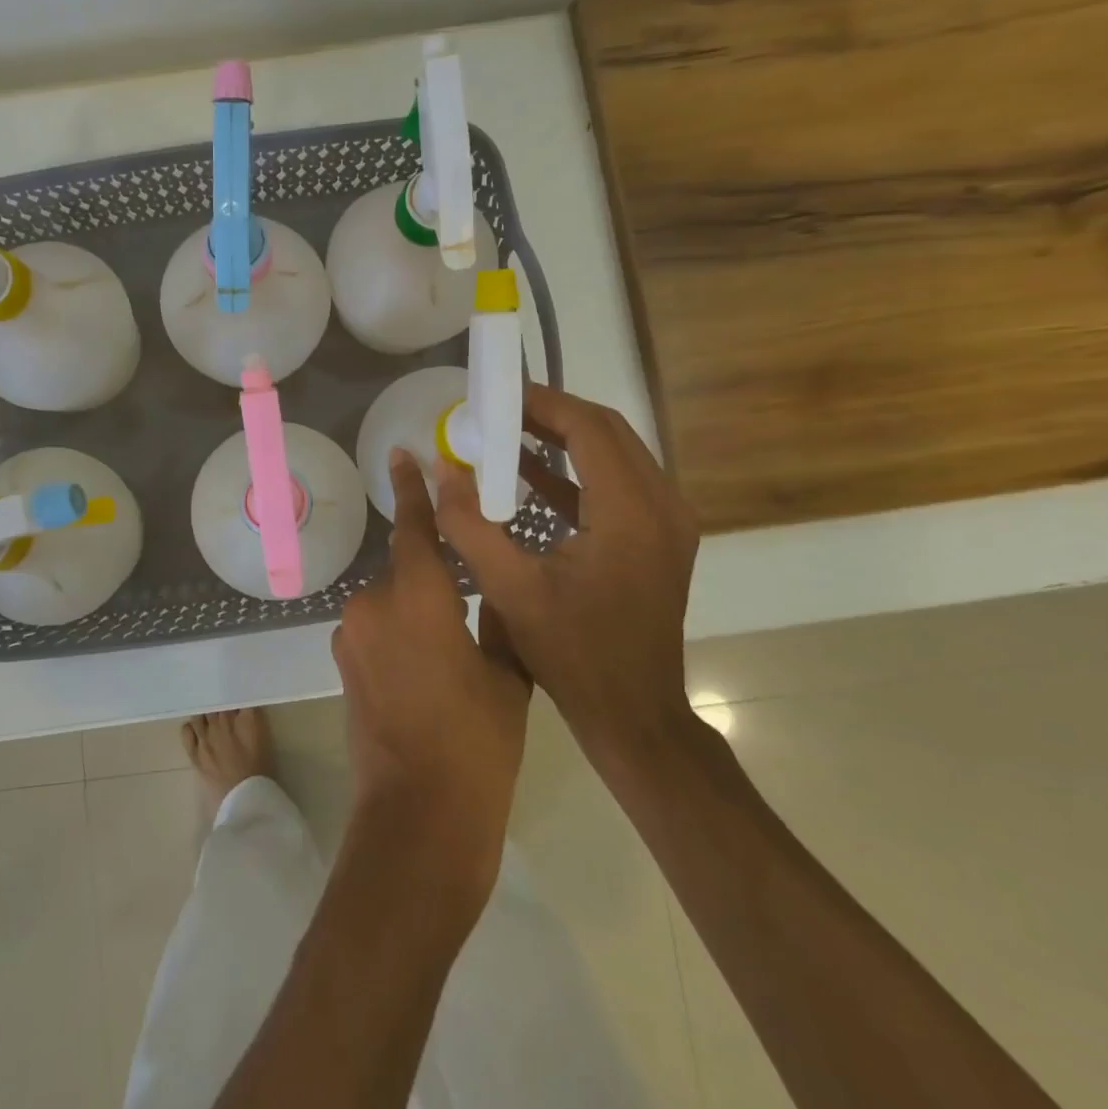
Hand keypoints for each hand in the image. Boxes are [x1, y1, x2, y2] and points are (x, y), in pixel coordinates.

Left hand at [331, 450, 530, 914]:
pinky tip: (424, 672)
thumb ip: (497, 618)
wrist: (418, 816)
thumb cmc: (477, 744)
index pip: (414, 527)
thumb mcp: (507, 675)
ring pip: (391, 602)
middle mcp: (373, 604)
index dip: (412, 489)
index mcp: (418, 597)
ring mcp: (351, 636)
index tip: (401, 454)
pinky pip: (377, 630)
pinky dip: (399, 635)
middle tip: (468, 609)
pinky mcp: (343, 664)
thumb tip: (492, 590)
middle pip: (405, 569)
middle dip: (433, 579)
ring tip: (449, 653)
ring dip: (416, 611)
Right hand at [431, 385, 699, 778]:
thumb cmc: (573, 654)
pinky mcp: (659, 539)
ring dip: (565, 439)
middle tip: (498, 410)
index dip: (542, 404)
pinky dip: (576, 472)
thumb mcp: (510, 589)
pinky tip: (530, 475)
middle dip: (552, 414)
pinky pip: (618, 484)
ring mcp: (667, 523)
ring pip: (616, 454)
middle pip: (608, 432)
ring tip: (508, 433)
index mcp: (630, 513)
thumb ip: (469, 524)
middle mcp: (661, 506)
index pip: (589, 429)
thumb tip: (440, 467)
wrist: (634, 714)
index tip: (497, 394)